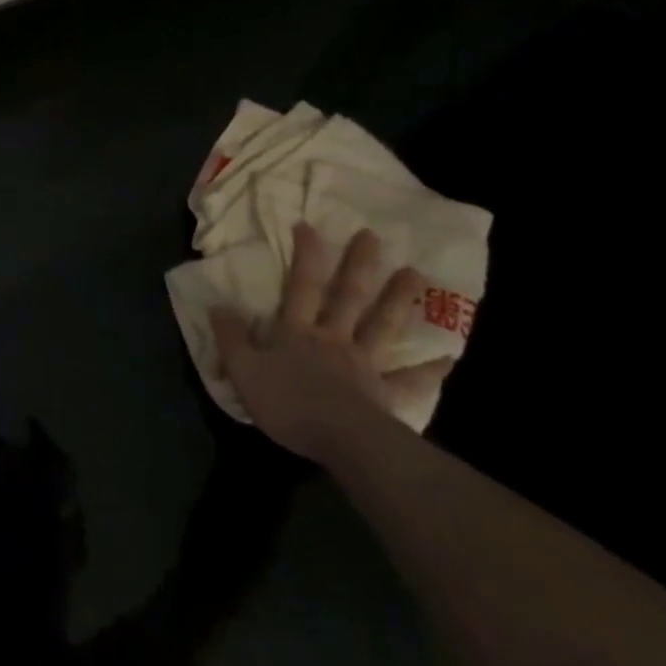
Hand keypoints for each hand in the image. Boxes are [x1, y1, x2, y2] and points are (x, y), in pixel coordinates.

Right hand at [212, 223, 453, 459]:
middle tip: (373, 236)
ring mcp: (362, 365)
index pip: (301, 286)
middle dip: (358, 266)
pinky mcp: (384, 395)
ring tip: (416, 273)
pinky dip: (428, 371)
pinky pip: (409, 382)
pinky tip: (448, 359)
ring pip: (382, 326)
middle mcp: (333, 339)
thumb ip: (231, 337)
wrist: (340, 440)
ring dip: (398, 300)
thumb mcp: (243, 369)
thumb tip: (217, 305)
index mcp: (297, 332)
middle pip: (348, 297)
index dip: (305, 256)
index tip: (309, 225)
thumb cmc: (288, 402)